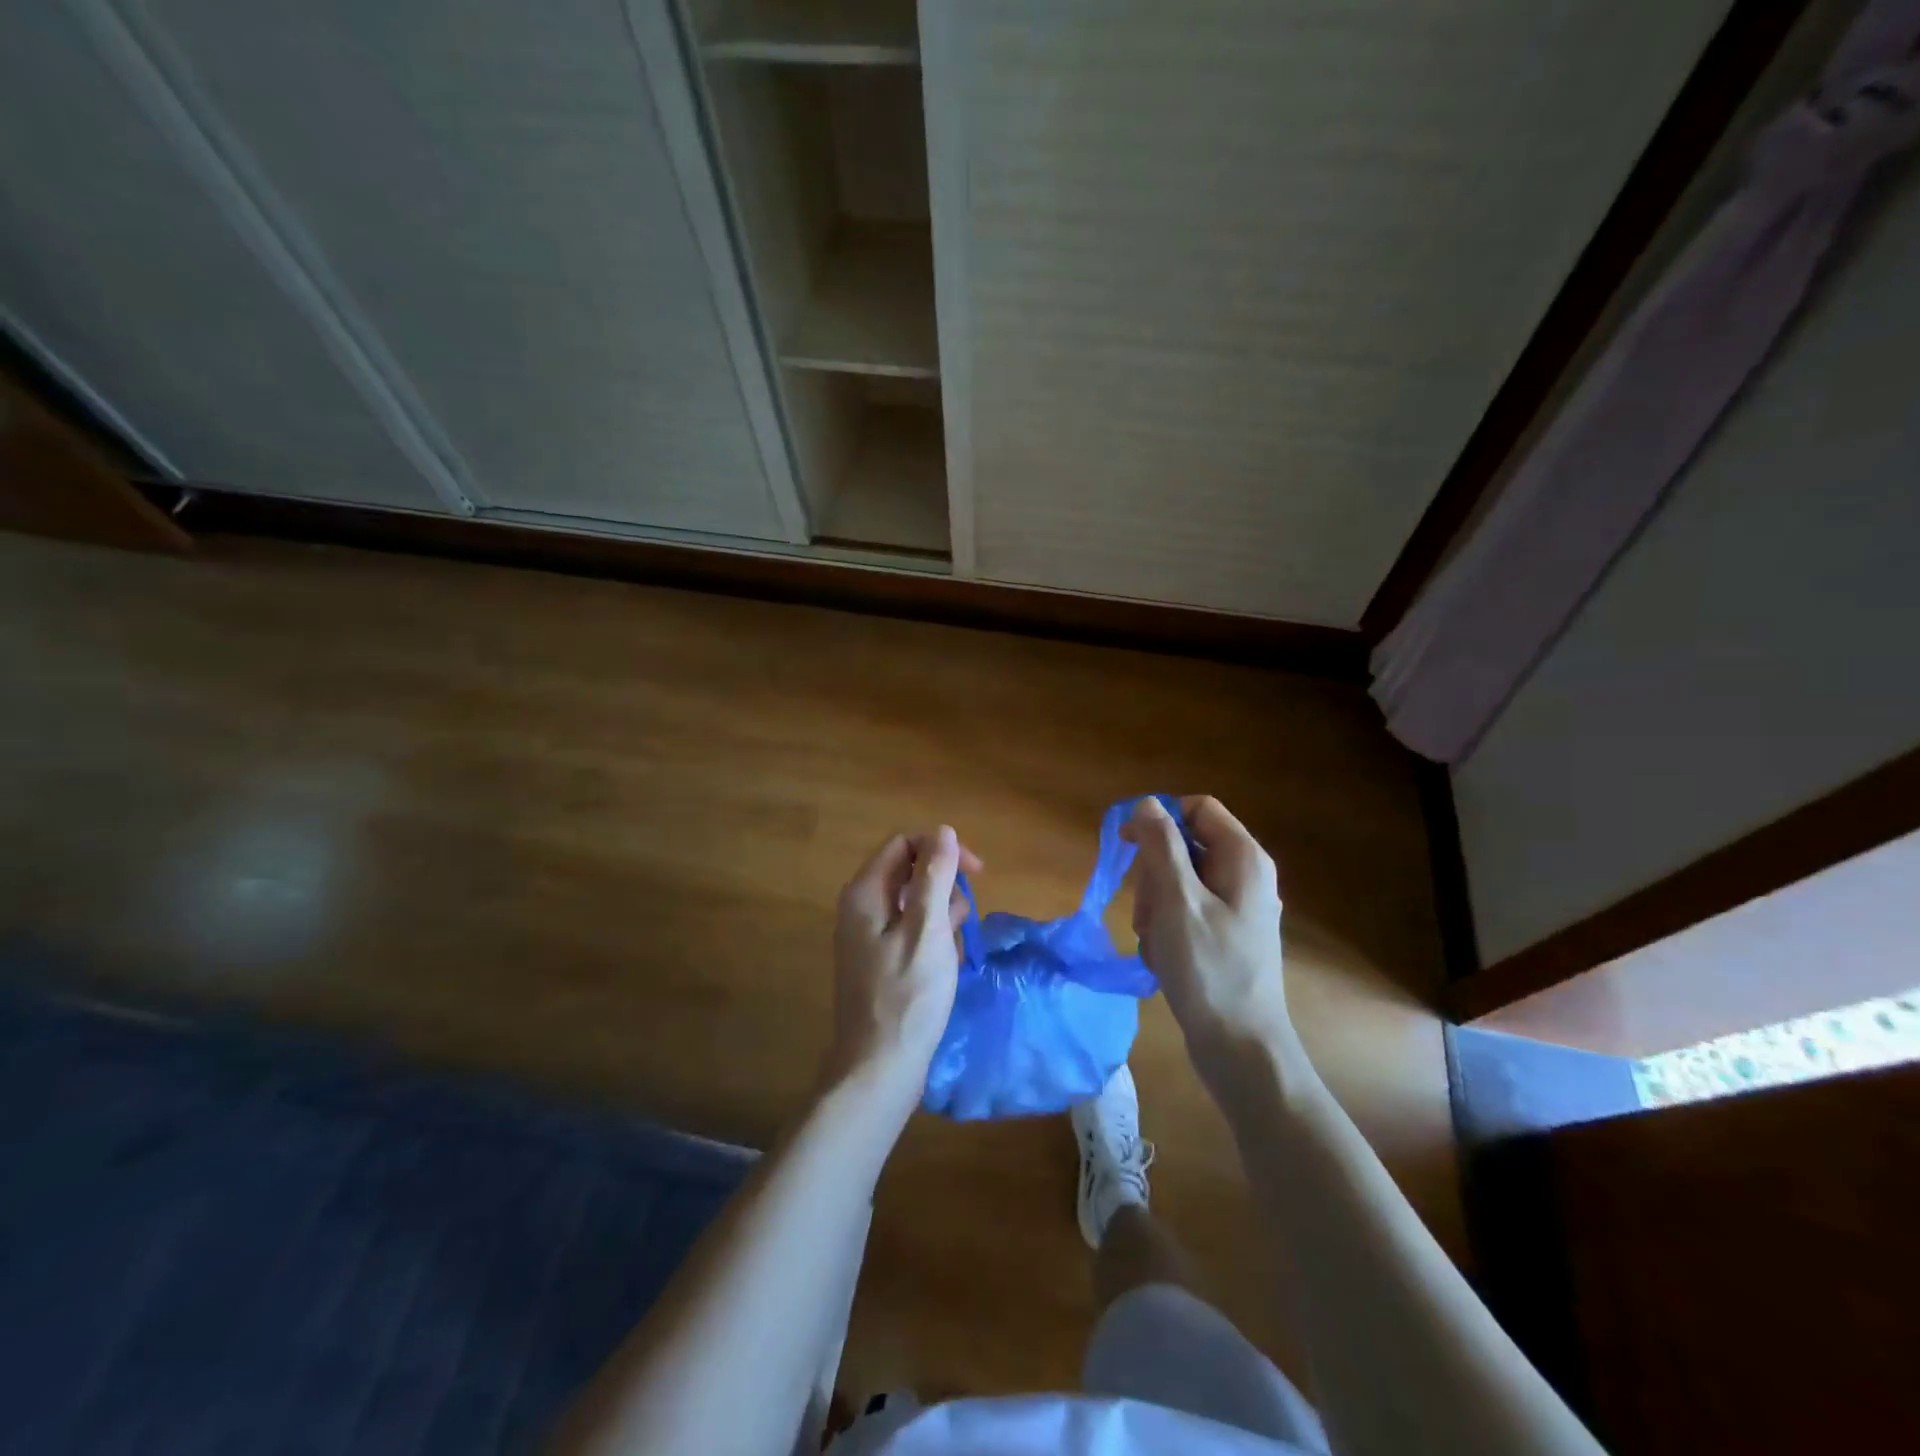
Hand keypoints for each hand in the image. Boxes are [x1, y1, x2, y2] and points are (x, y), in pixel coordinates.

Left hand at [826, 825, 981, 1113]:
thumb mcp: (927, 931)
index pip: (905, 844)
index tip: (977, 872)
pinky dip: (933, 942)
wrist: (878, 1070)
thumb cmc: (907, 998)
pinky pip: (912, 933)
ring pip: (916, 905)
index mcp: (866, 893)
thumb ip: (934, 877)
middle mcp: (861, 907)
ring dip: (942, 919)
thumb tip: (943, 831)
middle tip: (959, 925)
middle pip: (911, 872)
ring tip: (951, 954)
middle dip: (944, 890)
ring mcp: (868, 936)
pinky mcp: (880, 960)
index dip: (942, 849)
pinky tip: (945, 969)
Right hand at [1124, 796, 1295, 1061]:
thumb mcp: (1177, 900)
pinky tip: (1163, 957)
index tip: (1129, 845)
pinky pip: (1185, 911)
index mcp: (1243, 858)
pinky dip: (1167, 928)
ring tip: (1154, 941)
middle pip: (1184, 846)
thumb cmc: (1208, 969)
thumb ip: (1161, 846)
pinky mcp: (1226, 935)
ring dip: (1155, 906)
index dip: (1160, 819)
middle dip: (1154, 874)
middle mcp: (1245, 875)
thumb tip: (1147, 803)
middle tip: (1146, 912)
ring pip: (1178, 881)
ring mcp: (1237, 908)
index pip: (1197, 809)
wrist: (1240, 1048)